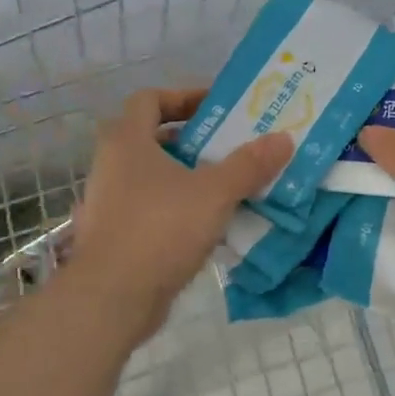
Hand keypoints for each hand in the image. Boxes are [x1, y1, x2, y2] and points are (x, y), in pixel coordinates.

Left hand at [70, 88, 292, 341]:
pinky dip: (179, 208)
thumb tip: (284, 138)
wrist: (111, 299)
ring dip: (189, 176)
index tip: (217, 108)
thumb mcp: (214, 193)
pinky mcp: (116, 235)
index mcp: (127, 141)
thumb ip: (249, 164)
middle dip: (194, 140)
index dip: (184, 97)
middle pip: (154, 137)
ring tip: (229, 185)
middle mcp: (112, 165)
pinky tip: (211, 223)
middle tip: (231, 147)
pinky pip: (152, 208)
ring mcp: (110, 202)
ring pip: (155, 176)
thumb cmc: (160, 229)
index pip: (150, 99)